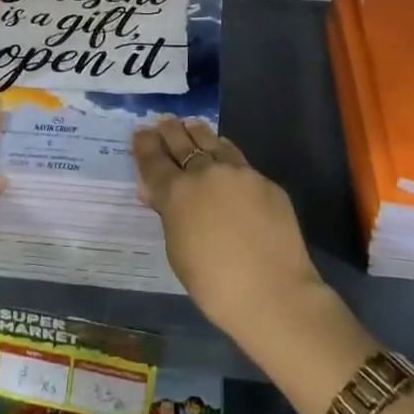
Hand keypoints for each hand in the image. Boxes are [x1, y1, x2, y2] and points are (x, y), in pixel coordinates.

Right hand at [132, 115, 324, 340]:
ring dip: (198, 133)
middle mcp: (205, 172)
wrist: (273, 292)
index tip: (139, 131)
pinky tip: (224, 154)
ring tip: (192, 125)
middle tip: (164, 121)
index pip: (153, 160)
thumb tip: (159, 194)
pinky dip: (225, 152)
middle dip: (169, 130)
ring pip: (212, 141)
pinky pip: (238, 159)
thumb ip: (169, 215)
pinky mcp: (264, 180)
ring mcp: (238, 172)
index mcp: (177, 193)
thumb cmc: (214, 284)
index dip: (143, 144)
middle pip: (182, 142)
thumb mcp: (177, 251)